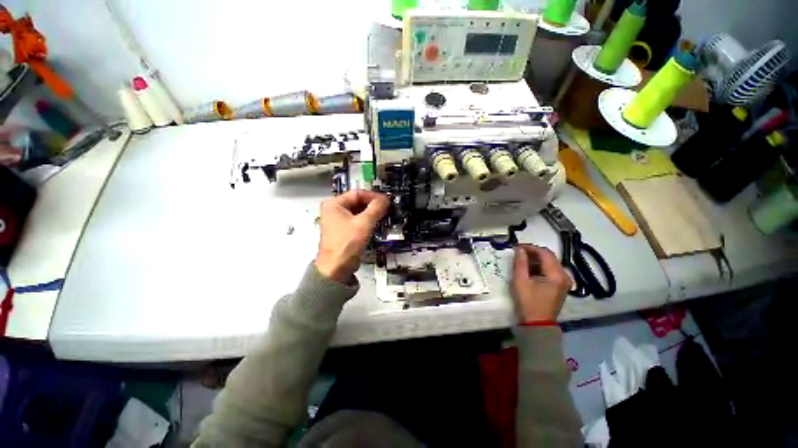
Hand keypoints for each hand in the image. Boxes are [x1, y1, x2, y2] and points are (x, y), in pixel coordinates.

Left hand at [314, 190, 388, 283]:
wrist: (336, 269)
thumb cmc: (347, 244)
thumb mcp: (364, 223)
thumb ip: (376, 208)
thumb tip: (386, 199)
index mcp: (334, 204)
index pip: (358, 193)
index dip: (373, 196)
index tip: (387, 201)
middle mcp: (333, 210)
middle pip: (358, 202)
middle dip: (373, 205)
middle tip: (387, 209)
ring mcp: (337, 221)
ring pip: (358, 212)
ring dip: (371, 214)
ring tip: (384, 216)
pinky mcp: (343, 231)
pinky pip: (357, 221)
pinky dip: (367, 221)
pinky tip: (376, 224)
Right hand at [511, 244, 571, 322]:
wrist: (537, 324)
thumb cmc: (528, 302)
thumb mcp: (520, 281)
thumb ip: (520, 263)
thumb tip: (519, 249)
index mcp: (556, 275)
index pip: (545, 253)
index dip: (531, 247)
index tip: (517, 247)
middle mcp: (565, 276)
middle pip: (549, 257)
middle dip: (533, 253)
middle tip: (518, 253)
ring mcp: (564, 281)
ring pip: (550, 263)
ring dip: (536, 259)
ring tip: (522, 260)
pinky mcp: (561, 286)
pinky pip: (551, 270)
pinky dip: (540, 266)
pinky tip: (529, 269)